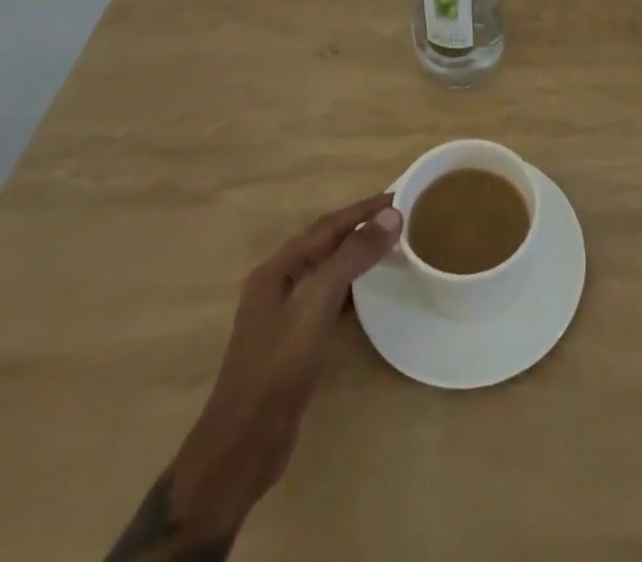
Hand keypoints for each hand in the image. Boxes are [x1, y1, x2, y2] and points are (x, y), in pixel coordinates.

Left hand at [166, 195, 402, 543]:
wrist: (244, 444)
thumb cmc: (278, 365)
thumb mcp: (316, 302)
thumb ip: (352, 256)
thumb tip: (391, 215)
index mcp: (278, 268)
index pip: (327, 226)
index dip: (362, 209)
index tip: (398, 196)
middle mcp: (278, 284)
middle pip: (325, 245)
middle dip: (359, 228)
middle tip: (398, 219)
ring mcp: (283, 315)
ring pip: (326, 272)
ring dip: (355, 256)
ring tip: (389, 248)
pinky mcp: (292, 343)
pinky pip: (326, 299)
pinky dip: (350, 288)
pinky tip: (367, 295)